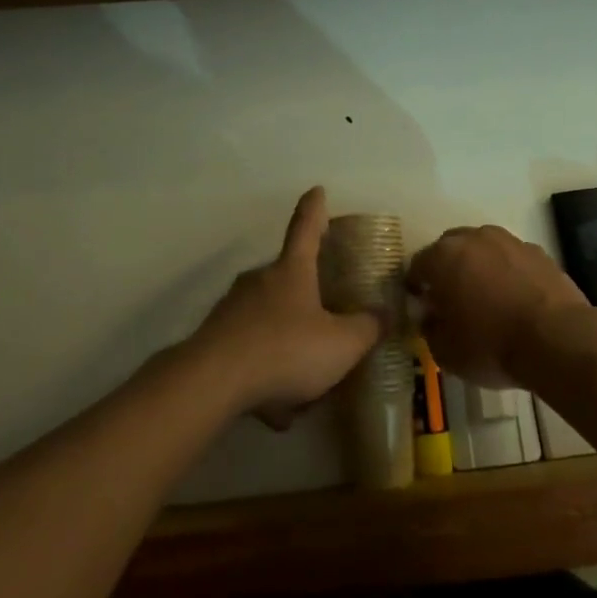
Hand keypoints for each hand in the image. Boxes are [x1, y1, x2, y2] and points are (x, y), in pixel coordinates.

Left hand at [192, 187, 382, 428]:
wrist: (212, 382)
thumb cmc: (285, 350)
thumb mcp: (341, 344)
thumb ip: (367, 329)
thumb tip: (383, 315)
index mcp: (292, 270)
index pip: (306, 228)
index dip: (315, 208)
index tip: (317, 190)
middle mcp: (260, 281)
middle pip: (287, 277)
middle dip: (306, 297)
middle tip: (325, 323)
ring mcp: (232, 308)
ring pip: (268, 319)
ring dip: (286, 343)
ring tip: (302, 386)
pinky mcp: (214, 338)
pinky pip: (250, 350)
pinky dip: (265, 372)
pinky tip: (273, 407)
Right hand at [406, 225, 589, 385]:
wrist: (556, 338)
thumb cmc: (491, 345)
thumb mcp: (446, 352)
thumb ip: (430, 329)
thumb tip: (431, 316)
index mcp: (443, 257)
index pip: (417, 265)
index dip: (416, 286)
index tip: (421, 305)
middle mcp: (473, 238)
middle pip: (450, 248)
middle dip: (447, 269)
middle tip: (451, 298)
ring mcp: (508, 241)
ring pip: (483, 248)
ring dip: (478, 266)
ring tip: (486, 296)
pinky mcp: (538, 251)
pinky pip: (512, 258)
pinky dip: (508, 272)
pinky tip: (515, 298)